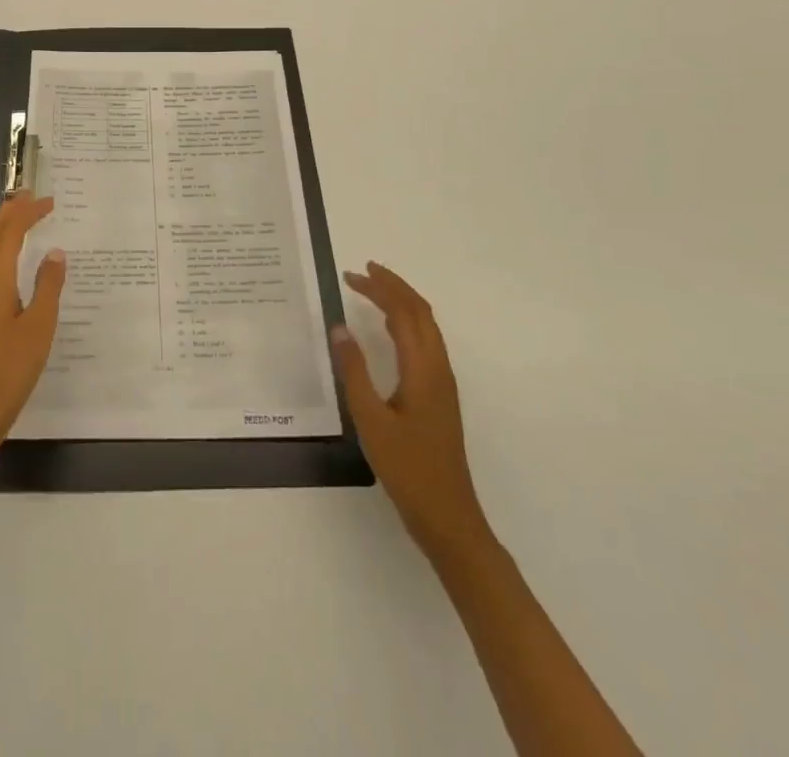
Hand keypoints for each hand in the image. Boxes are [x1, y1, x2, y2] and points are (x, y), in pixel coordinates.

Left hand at [0, 193, 66, 466]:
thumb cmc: (8, 372)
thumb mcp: (38, 329)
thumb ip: (47, 287)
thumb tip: (54, 252)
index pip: (10, 232)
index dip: (28, 212)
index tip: (50, 200)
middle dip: (9, 212)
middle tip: (30, 196)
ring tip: (19, 218)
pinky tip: (6, 261)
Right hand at [332, 262, 493, 564]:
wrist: (448, 516)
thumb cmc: (407, 469)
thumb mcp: (371, 419)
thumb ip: (354, 371)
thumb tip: (339, 328)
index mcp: (423, 369)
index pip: (403, 312)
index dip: (379, 289)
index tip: (351, 275)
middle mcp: (438, 368)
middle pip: (421, 312)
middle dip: (393, 287)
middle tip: (362, 272)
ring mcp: (443, 382)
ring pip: (427, 326)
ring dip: (402, 303)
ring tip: (373, 291)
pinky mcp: (440, 396)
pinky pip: (426, 343)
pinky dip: (407, 323)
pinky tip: (389, 330)